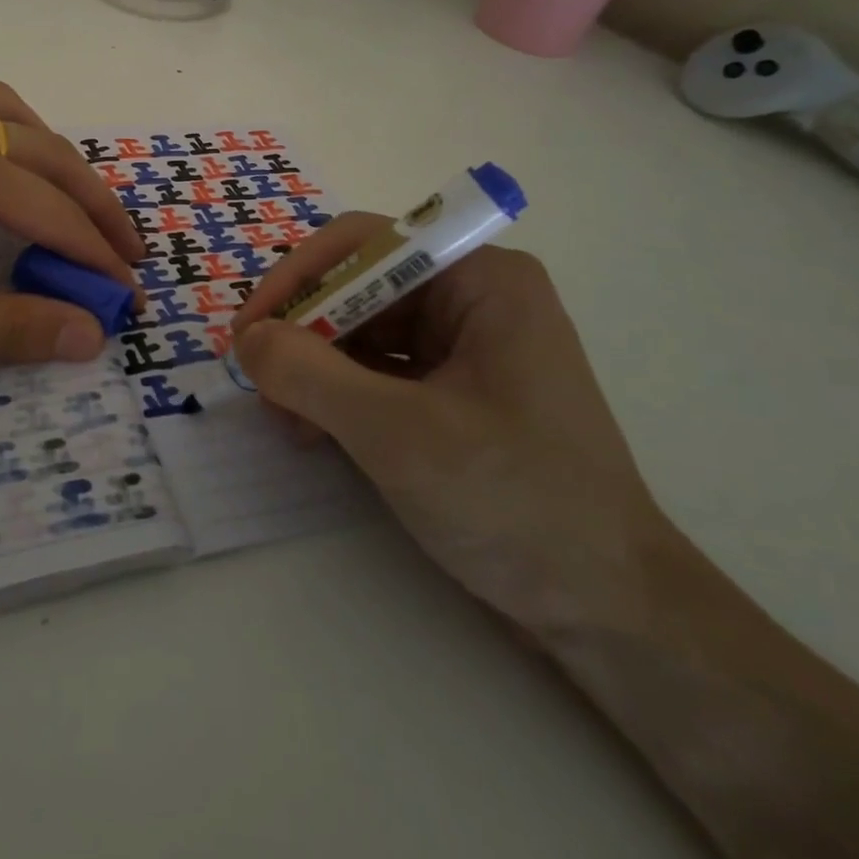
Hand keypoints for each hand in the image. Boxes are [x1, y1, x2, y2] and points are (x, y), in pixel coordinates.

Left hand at [0, 82, 143, 391]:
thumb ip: (3, 326)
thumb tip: (87, 336)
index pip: (51, 209)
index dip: (96, 255)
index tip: (130, 295)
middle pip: (45, 152)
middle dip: (93, 203)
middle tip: (123, 253)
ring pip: (9, 117)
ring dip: (53, 158)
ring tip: (70, 205)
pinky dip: (8, 139)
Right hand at [232, 221, 670, 635]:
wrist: (612, 614)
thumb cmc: (515, 503)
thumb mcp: (398, 434)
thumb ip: (309, 375)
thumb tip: (246, 339)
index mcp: (479, 279)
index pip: (362, 244)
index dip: (296, 277)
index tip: (248, 331)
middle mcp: (472, 298)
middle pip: (358, 287)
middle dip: (304, 333)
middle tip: (259, 382)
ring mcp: (466, 346)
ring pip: (362, 330)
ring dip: (315, 368)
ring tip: (288, 421)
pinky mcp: (456, 391)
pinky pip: (379, 370)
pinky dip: (339, 394)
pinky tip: (315, 432)